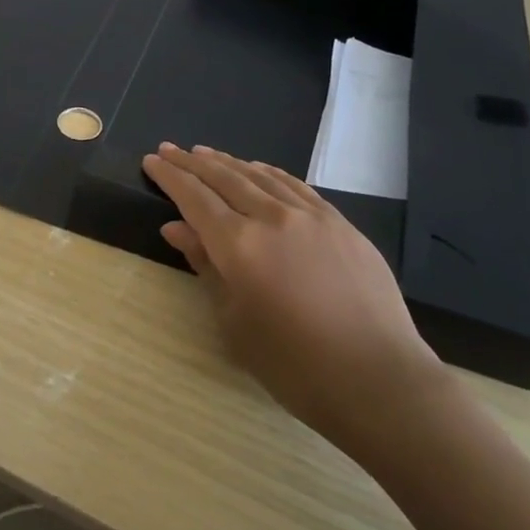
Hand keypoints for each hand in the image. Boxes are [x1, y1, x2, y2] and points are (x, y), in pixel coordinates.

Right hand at [142, 143, 443, 458]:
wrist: (378, 380)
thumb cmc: (294, 365)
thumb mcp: (235, 322)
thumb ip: (205, 267)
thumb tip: (176, 228)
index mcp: (239, 244)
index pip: (194, 197)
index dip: (170, 177)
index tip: (151, 160)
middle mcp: (273, 217)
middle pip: (224, 177)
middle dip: (192, 162)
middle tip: (169, 149)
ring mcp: (311, 216)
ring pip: (260, 176)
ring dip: (228, 162)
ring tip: (205, 153)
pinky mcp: (341, 224)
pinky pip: (296, 186)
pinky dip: (270, 173)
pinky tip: (259, 170)